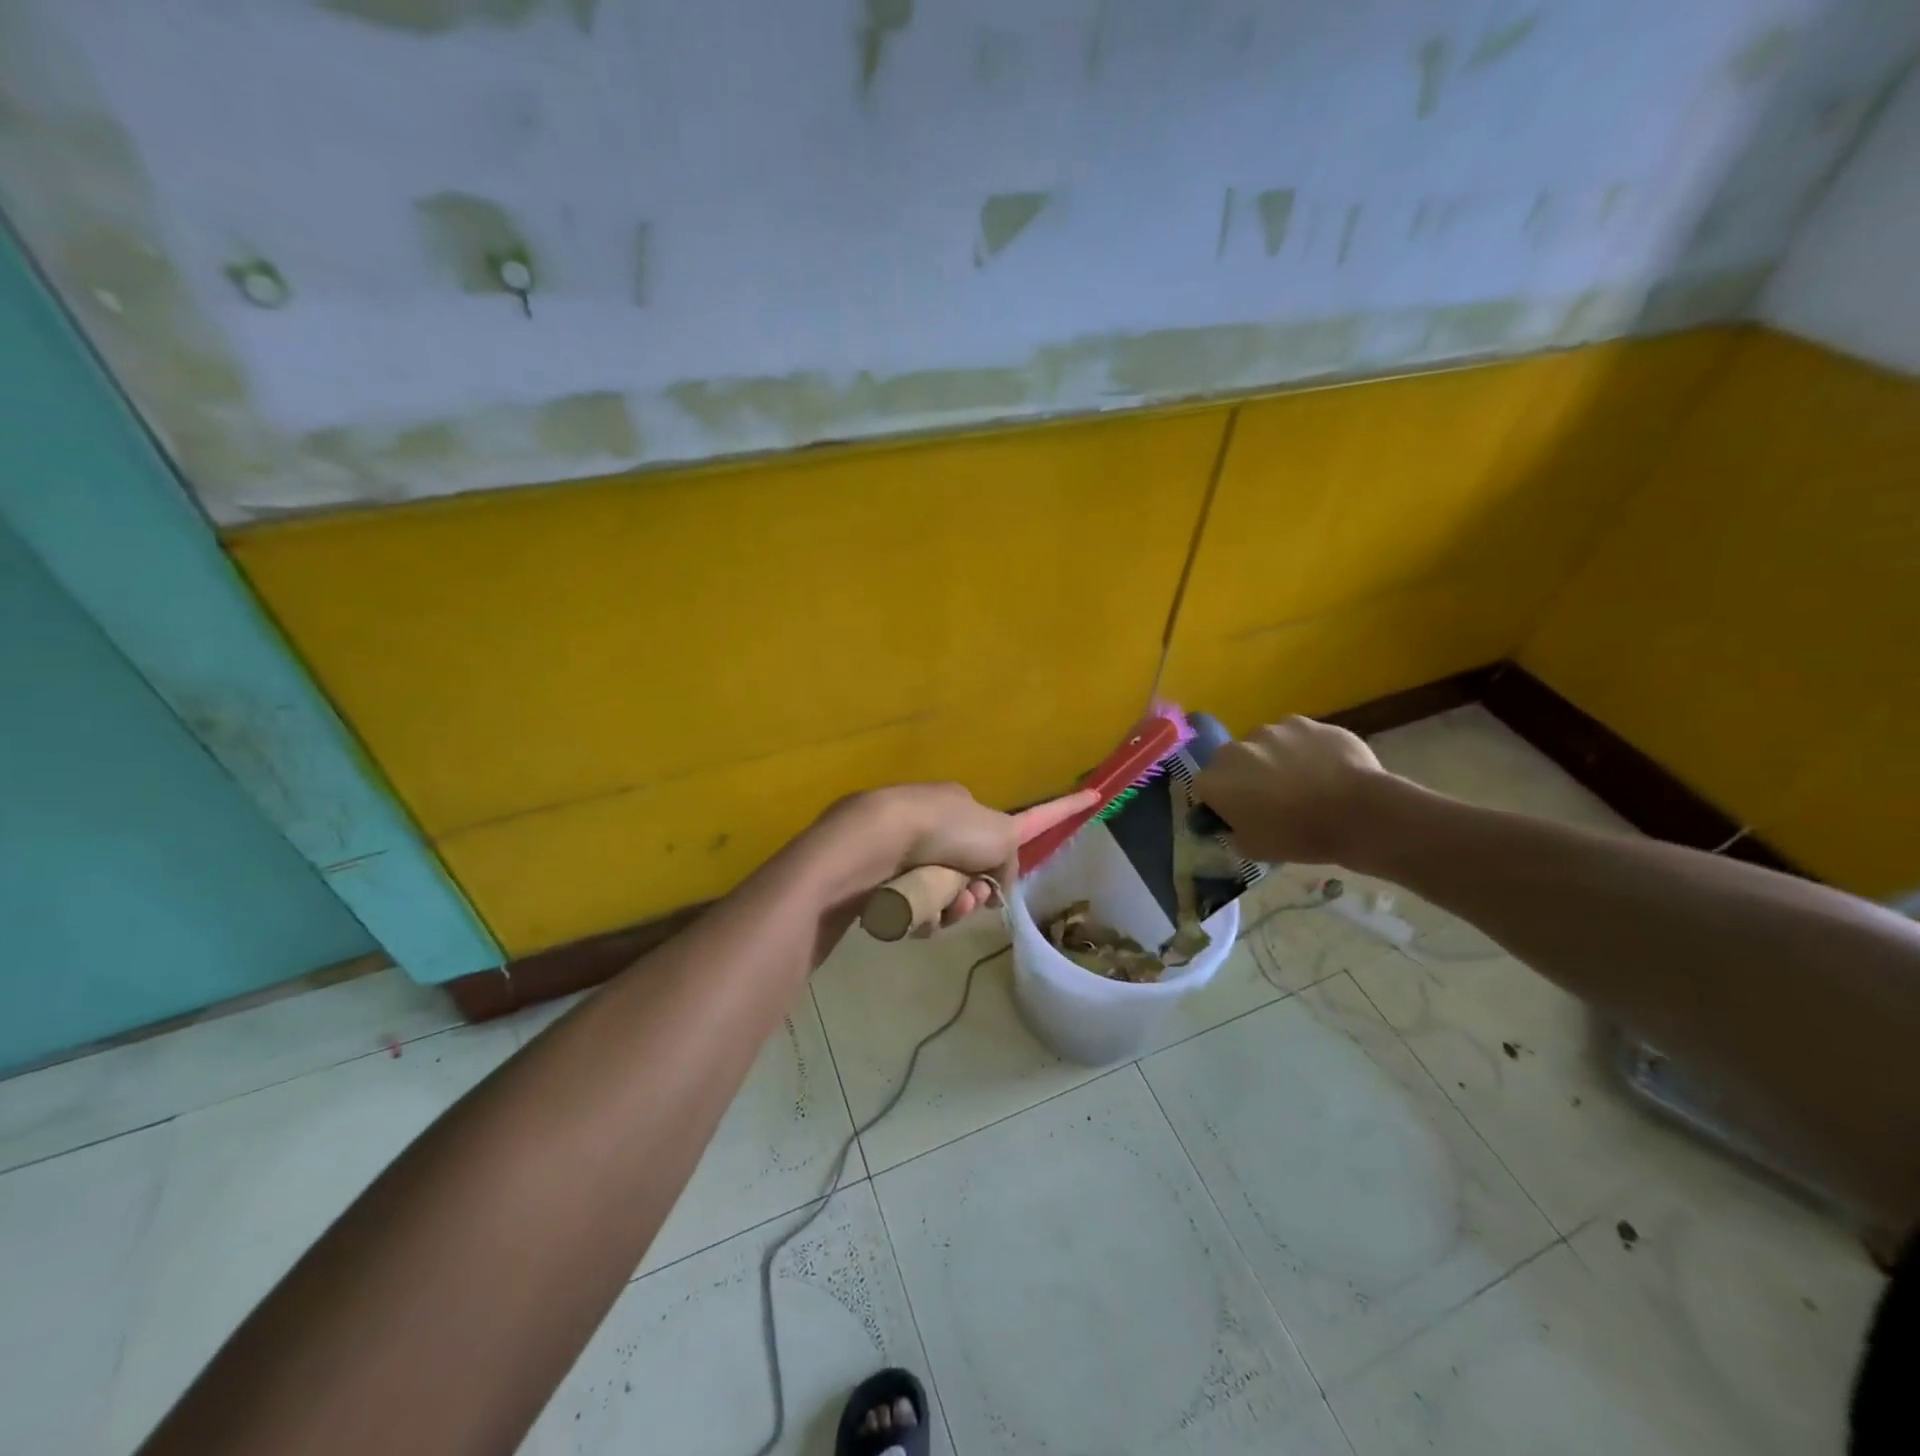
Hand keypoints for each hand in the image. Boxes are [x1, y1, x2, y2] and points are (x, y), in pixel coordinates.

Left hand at [814, 783, 1019, 926]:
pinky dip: (918, 916)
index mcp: (953, 804)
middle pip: (958, 875)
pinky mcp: (875, 877)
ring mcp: (897, 851)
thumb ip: (1012, 856)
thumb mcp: (1001, 834)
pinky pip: (907, 907)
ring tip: (943, 912)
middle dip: (969, 896)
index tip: (991, 890)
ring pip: (934, 895)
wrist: (879, 839)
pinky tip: (918, 917)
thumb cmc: (946, 830)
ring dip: (947, 910)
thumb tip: (997, 885)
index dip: (989, 871)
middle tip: (967, 901)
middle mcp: (924, 824)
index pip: (980, 843)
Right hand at [1192, 716, 1395, 864]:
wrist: (1356, 812)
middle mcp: (1235, 750)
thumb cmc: (1299, 836)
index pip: (1203, 787)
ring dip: (1272, 757)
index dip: (1220, 800)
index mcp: (1215, 781)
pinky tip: (1323, 766)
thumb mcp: (1254, 849)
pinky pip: (1294, 734)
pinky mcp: (1303, 722)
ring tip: (1301, 779)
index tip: (1238, 813)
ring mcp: (1270, 731)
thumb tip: (1232, 824)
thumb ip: (1233, 832)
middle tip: (1270, 796)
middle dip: (1244, 774)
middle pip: (1230, 760)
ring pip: (1263, 744)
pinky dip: (1302, 747)